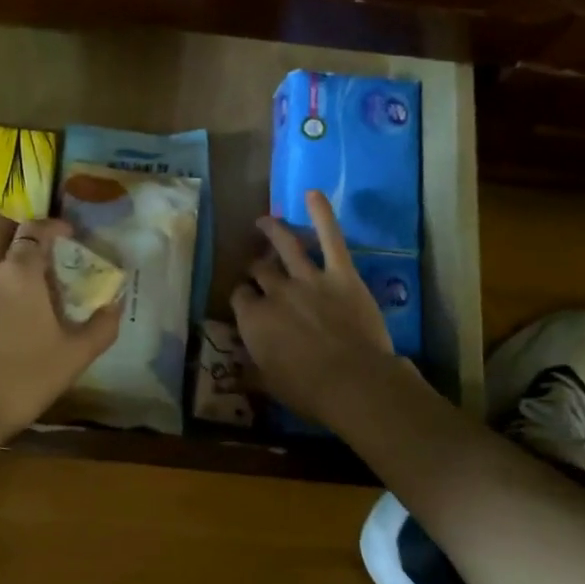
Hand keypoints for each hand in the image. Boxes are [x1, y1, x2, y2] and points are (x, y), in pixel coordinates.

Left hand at [0, 214, 121, 447]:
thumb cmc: (24, 381)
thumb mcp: (74, 357)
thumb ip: (101, 327)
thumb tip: (115, 306)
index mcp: (19, 273)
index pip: (34, 229)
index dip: (52, 226)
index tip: (65, 234)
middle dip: (14, 228)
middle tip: (31, 249)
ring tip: (11, 295)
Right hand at [231, 190, 400, 429]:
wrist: (354, 383)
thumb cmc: (308, 390)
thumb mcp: (269, 386)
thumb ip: (249, 374)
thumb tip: (231, 376)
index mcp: (255, 319)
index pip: (240, 297)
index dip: (242, 296)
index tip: (246, 300)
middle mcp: (275, 292)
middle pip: (260, 270)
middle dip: (256, 266)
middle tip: (258, 266)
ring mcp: (308, 278)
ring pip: (285, 246)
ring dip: (273, 230)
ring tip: (264, 220)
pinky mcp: (341, 274)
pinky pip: (330, 238)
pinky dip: (322, 214)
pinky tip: (312, 193)